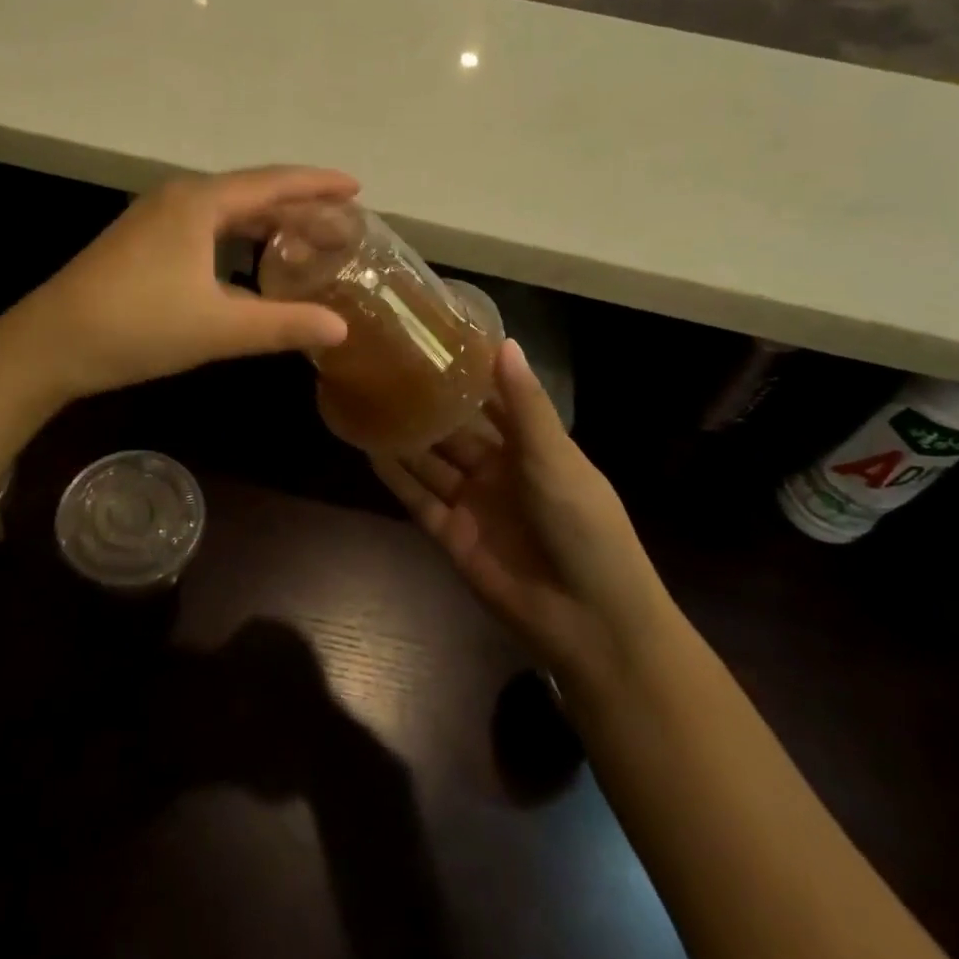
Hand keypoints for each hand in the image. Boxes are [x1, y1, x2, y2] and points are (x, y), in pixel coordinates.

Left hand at [14, 166, 357, 400]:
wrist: (51, 344)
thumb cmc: (138, 326)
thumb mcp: (219, 328)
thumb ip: (283, 324)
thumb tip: (341, 327)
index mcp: (199, 203)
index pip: (272, 183)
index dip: (316, 185)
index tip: (355, 188)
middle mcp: (178, 198)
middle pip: (250, 193)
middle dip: (296, 206)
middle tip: (338, 224)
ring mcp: (154, 219)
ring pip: (224, 212)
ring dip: (265, 223)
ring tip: (303, 240)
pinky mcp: (141, 242)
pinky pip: (203, 228)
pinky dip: (236, 239)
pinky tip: (247, 264)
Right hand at [371, 340, 662, 678]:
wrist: (589, 618)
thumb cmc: (583, 525)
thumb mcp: (556, 457)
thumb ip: (524, 404)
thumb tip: (504, 342)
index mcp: (531, 448)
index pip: (493, 403)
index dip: (468, 376)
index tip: (434, 340)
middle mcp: (498, 471)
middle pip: (455, 431)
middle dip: (427, 405)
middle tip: (386, 366)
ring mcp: (473, 504)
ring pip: (430, 462)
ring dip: (404, 436)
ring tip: (368, 399)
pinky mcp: (451, 535)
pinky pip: (417, 499)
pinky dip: (395, 476)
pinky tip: (368, 447)